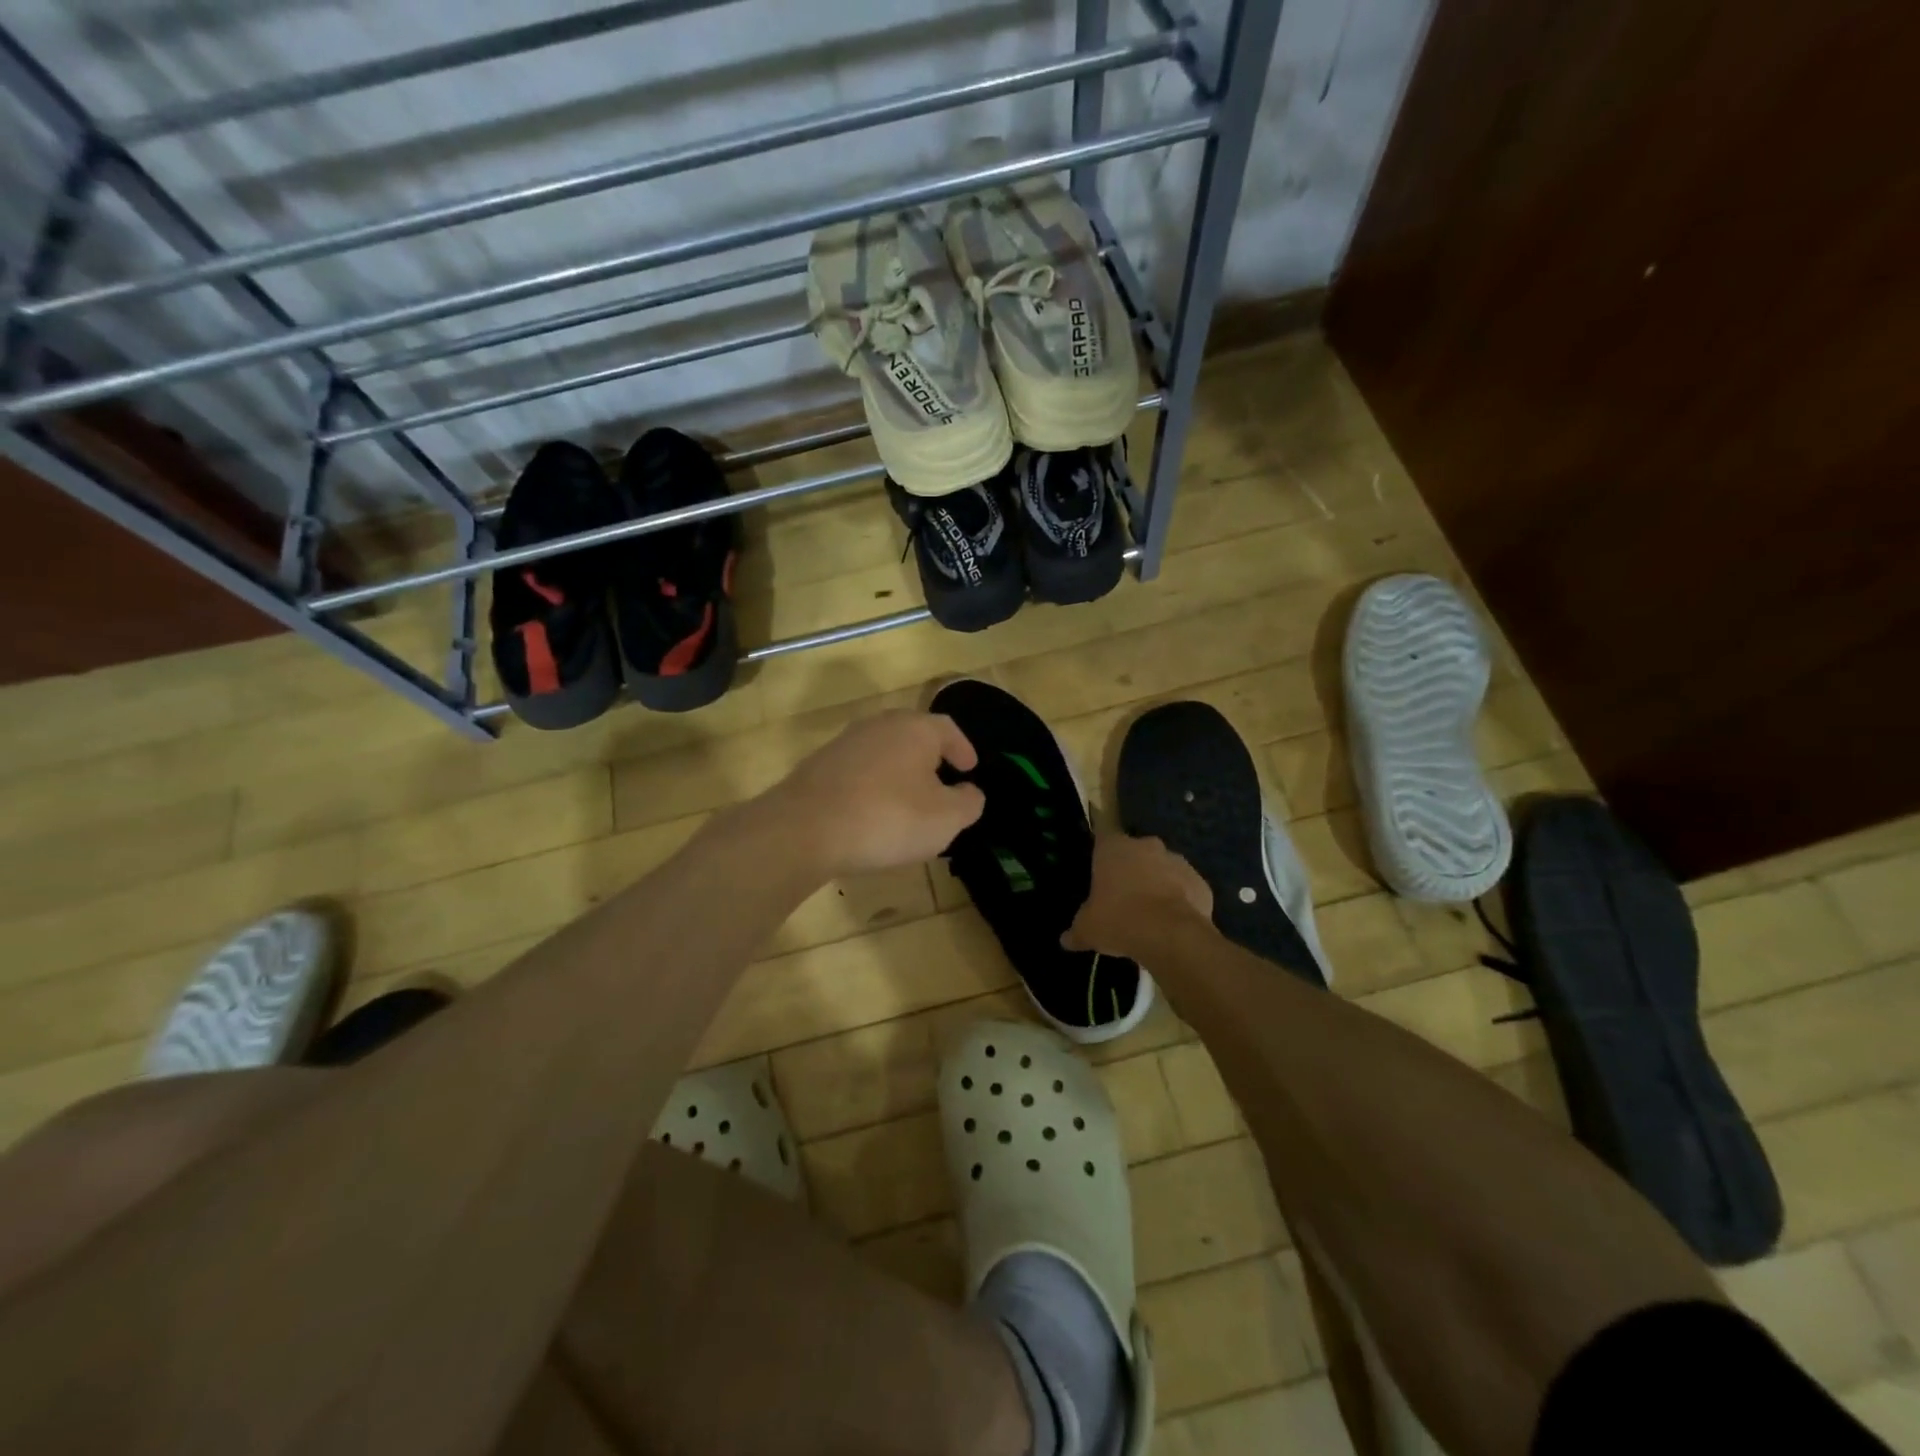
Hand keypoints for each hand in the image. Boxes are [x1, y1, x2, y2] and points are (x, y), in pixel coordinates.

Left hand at [766, 710, 985, 875]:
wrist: (804, 829)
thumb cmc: (888, 818)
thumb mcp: (945, 819)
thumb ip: (968, 803)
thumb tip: (970, 792)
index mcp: (916, 728)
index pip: (949, 729)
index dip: (963, 749)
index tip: (970, 769)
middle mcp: (880, 725)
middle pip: (914, 736)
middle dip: (930, 759)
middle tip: (941, 784)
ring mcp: (845, 742)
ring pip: (884, 752)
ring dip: (899, 773)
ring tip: (907, 802)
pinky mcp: (819, 765)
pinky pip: (858, 771)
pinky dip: (872, 786)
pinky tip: (872, 813)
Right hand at [1065, 832, 1212, 958]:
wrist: (1170, 935)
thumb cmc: (1119, 920)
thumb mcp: (1087, 930)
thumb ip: (1077, 931)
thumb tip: (1066, 940)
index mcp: (1113, 848)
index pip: (1102, 836)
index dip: (1101, 852)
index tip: (1099, 868)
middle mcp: (1146, 846)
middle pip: (1135, 852)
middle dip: (1130, 869)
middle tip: (1123, 896)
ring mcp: (1177, 861)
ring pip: (1163, 868)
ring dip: (1157, 883)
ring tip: (1149, 913)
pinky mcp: (1200, 882)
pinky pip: (1185, 888)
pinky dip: (1180, 900)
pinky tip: (1172, 923)